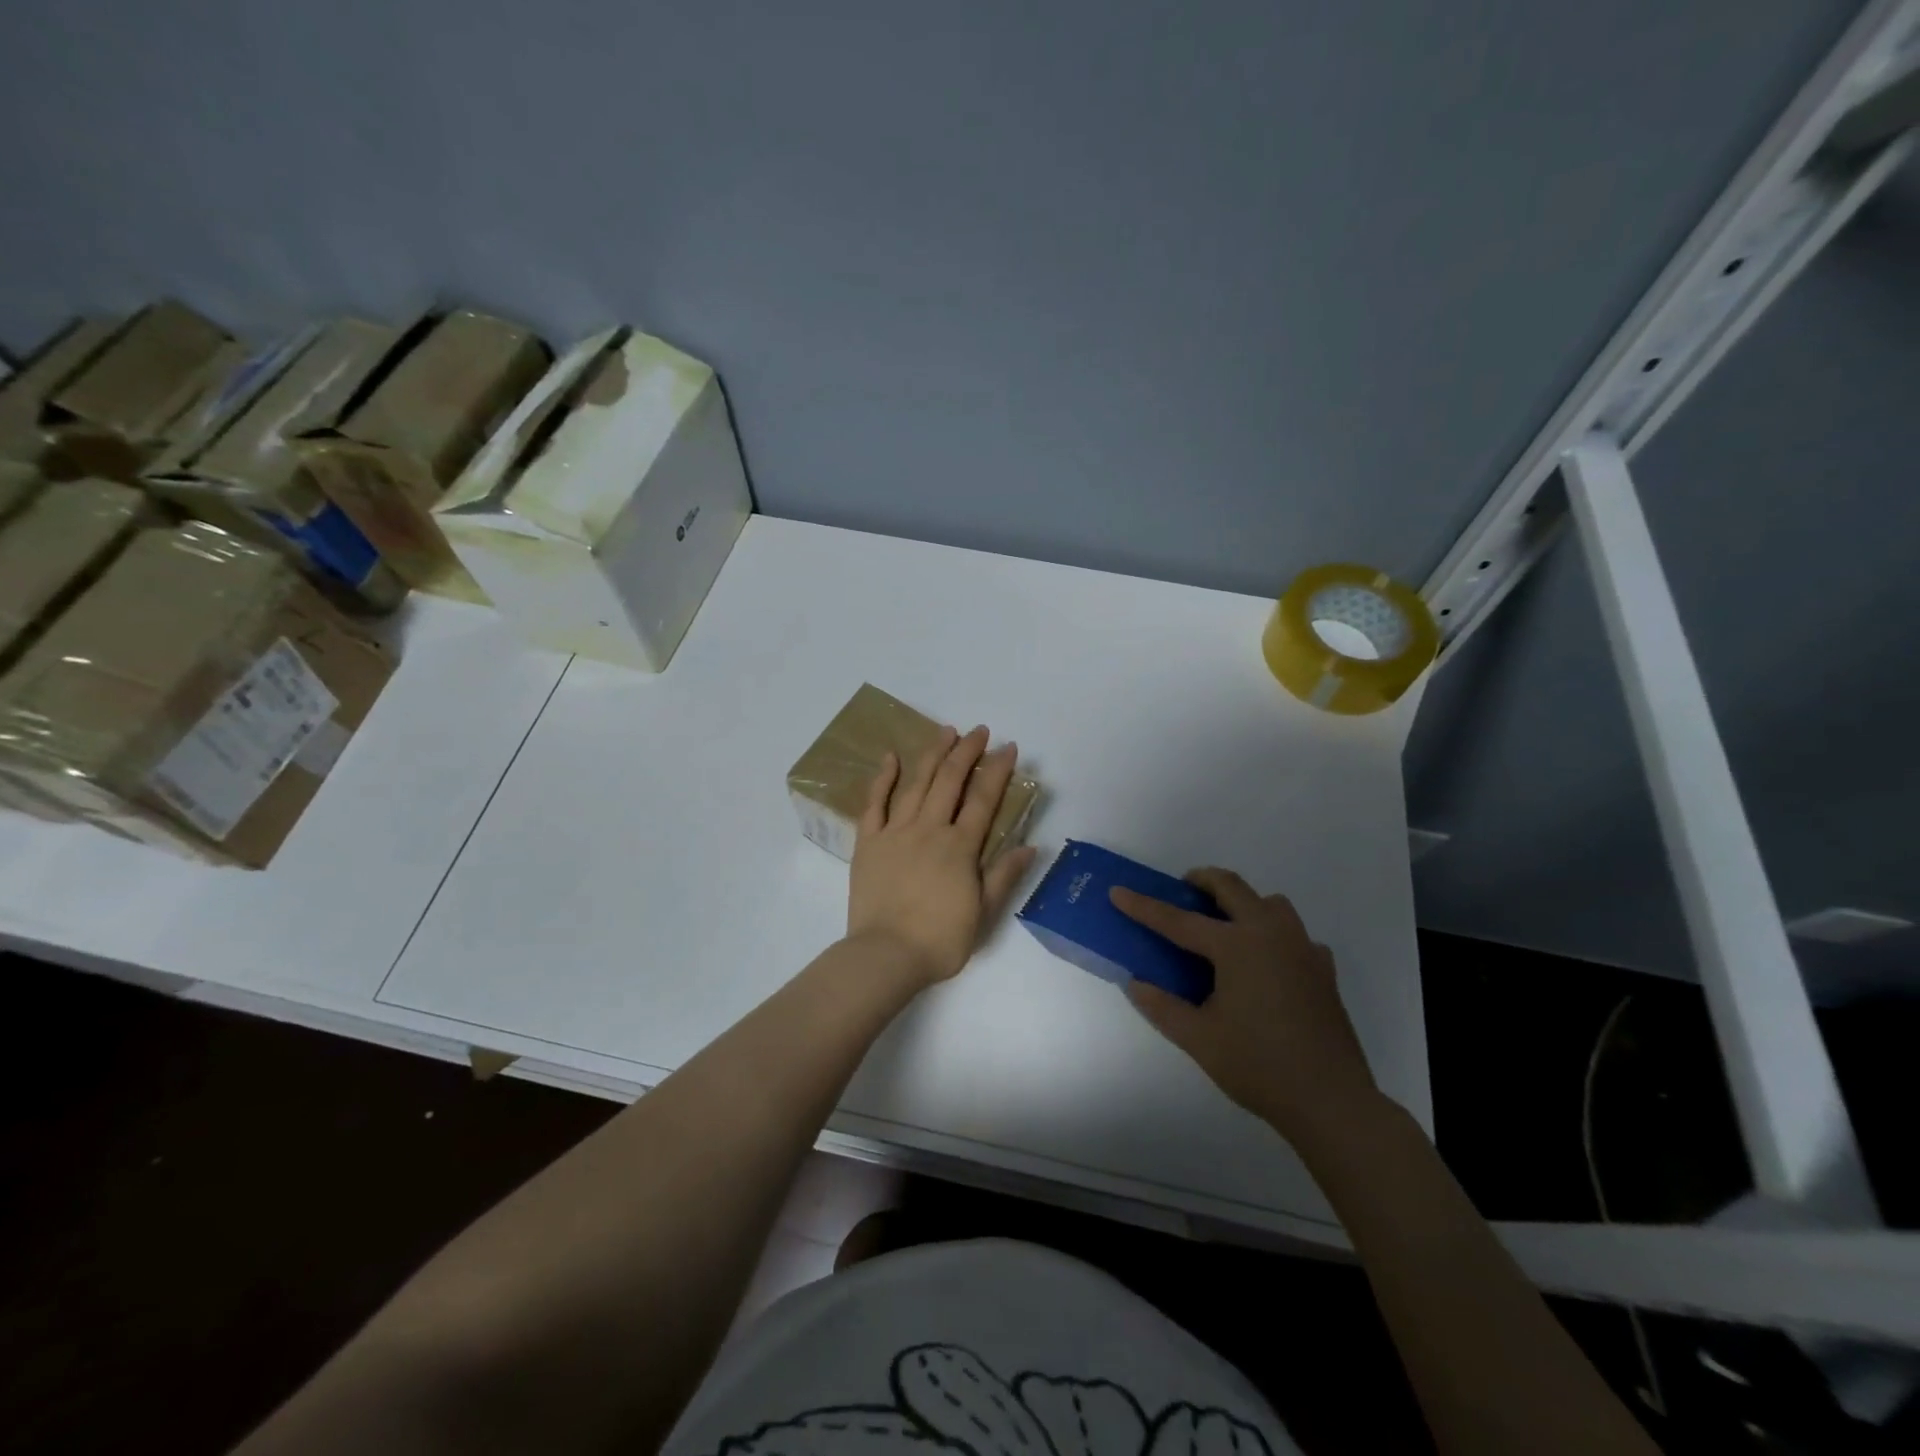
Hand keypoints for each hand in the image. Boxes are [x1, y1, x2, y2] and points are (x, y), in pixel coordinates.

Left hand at [847, 725, 1038, 987]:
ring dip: (933, 754)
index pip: (984, 799)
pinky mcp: (869, 842)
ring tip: (946, 732)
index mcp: (960, 847)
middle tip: (979, 731)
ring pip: (916, 783)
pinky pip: (874, 803)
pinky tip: (891, 758)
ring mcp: (896, 832)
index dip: (998, 770)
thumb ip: (1004, 875)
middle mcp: (929, 829)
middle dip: (967, 751)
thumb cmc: (940, 939)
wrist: (886, 955)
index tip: (1009, 747)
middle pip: (950, 780)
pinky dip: (883, 778)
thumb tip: (1030, 846)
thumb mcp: (984, 913)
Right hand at [1111, 868, 1379, 1142]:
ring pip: (1270, 903)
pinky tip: (1265, 964)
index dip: (1144, 907)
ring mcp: (1302, 949)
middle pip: (1232, 887)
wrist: (1331, 1101)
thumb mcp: (1198, 1038)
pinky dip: (1273, 935)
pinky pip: (1294, 934)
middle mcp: (1271, 934)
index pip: (1179, 921)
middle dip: (1202, 881)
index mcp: (1237, 946)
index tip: (1118, 892)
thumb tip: (1135, 983)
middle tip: (1182, 891)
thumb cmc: (1259, 1066)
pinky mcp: (1323, 970)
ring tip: (1224, 927)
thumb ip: (1162, 1006)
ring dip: (1242, 903)